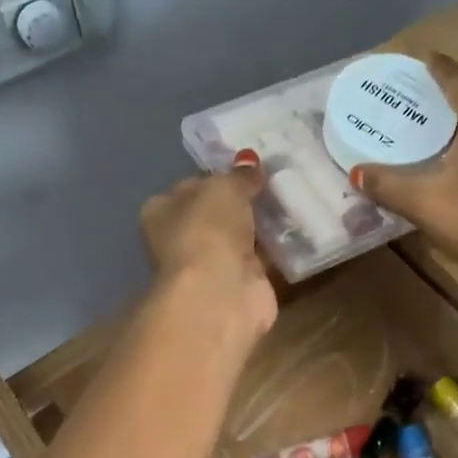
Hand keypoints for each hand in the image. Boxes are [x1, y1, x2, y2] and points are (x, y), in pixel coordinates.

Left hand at [139, 157, 275, 343]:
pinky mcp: (238, 285)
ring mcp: (209, 265)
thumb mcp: (223, 188)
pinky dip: (275, 249)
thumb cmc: (206, 230)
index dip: (217, 177)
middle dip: (242, 202)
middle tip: (275, 182)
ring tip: (291, 201)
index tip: (247, 168)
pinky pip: (259, 259)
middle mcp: (180, 240)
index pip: (189, 187)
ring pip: (239, 237)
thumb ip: (238, 176)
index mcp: (161, 212)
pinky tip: (295, 231)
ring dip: (260, 225)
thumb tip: (250, 164)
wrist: (218, 293)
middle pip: (215, 215)